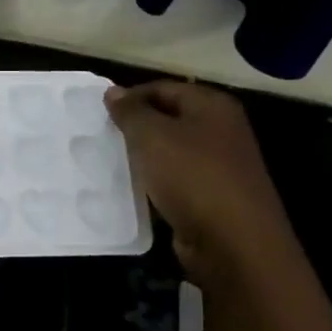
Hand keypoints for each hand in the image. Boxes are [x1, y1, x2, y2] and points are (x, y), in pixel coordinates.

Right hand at [106, 80, 295, 284]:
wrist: (233, 242)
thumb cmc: (192, 176)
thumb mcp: (152, 136)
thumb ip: (130, 111)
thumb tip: (114, 91)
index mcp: (213, 106)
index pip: (163, 88)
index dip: (130, 97)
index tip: (98, 114)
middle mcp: (221, 130)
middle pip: (168, 118)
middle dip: (134, 128)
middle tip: (100, 138)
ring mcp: (219, 165)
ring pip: (170, 151)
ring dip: (142, 157)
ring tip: (110, 163)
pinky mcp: (212, 196)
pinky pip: (174, 180)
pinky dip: (154, 183)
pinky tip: (132, 191)